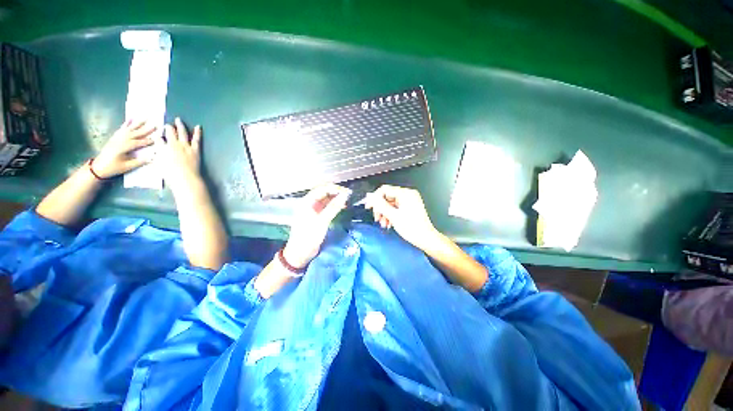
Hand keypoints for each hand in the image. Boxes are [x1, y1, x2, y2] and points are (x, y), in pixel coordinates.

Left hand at [92, 120, 155, 177]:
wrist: (98, 167)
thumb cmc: (113, 168)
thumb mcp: (127, 167)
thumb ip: (139, 162)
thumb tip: (152, 157)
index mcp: (123, 148)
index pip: (138, 143)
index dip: (148, 141)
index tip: (158, 138)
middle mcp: (120, 141)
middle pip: (135, 134)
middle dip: (145, 129)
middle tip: (155, 125)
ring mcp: (116, 138)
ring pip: (129, 129)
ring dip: (137, 124)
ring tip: (145, 118)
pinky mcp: (114, 138)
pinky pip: (121, 129)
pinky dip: (126, 124)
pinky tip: (130, 119)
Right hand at [157, 118, 201, 193]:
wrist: (185, 178)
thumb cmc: (170, 175)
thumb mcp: (159, 165)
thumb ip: (156, 158)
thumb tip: (153, 155)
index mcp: (162, 149)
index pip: (157, 139)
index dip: (157, 135)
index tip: (156, 133)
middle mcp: (173, 144)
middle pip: (169, 132)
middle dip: (168, 127)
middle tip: (167, 124)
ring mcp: (185, 146)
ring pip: (182, 132)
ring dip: (180, 125)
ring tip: (178, 119)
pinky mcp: (195, 149)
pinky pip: (196, 139)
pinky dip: (197, 132)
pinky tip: (198, 126)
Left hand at [282, 184, 350, 268]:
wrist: (300, 253)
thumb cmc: (308, 236)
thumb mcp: (322, 221)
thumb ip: (333, 207)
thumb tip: (345, 196)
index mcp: (307, 202)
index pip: (322, 189)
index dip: (335, 189)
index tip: (346, 192)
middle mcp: (309, 204)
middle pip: (324, 193)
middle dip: (336, 193)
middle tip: (348, 195)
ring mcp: (313, 210)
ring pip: (326, 200)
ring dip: (336, 199)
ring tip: (347, 200)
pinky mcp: (317, 216)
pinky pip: (327, 207)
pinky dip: (334, 206)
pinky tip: (342, 207)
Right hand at [364, 185, 438, 249]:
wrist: (425, 239)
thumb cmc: (413, 229)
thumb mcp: (393, 216)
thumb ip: (380, 205)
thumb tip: (370, 196)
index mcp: (406, 194)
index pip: (385, 190)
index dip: (375, 198)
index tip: (369, 206)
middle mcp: (408, 195)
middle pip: (387, 197)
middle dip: (380, 208)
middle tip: (377, 217)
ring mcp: (409, 201)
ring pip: (390, 204)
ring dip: (384, 213)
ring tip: (383, 223)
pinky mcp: (409, 207)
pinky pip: (395, 208)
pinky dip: (390, 215)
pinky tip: (388, 223)